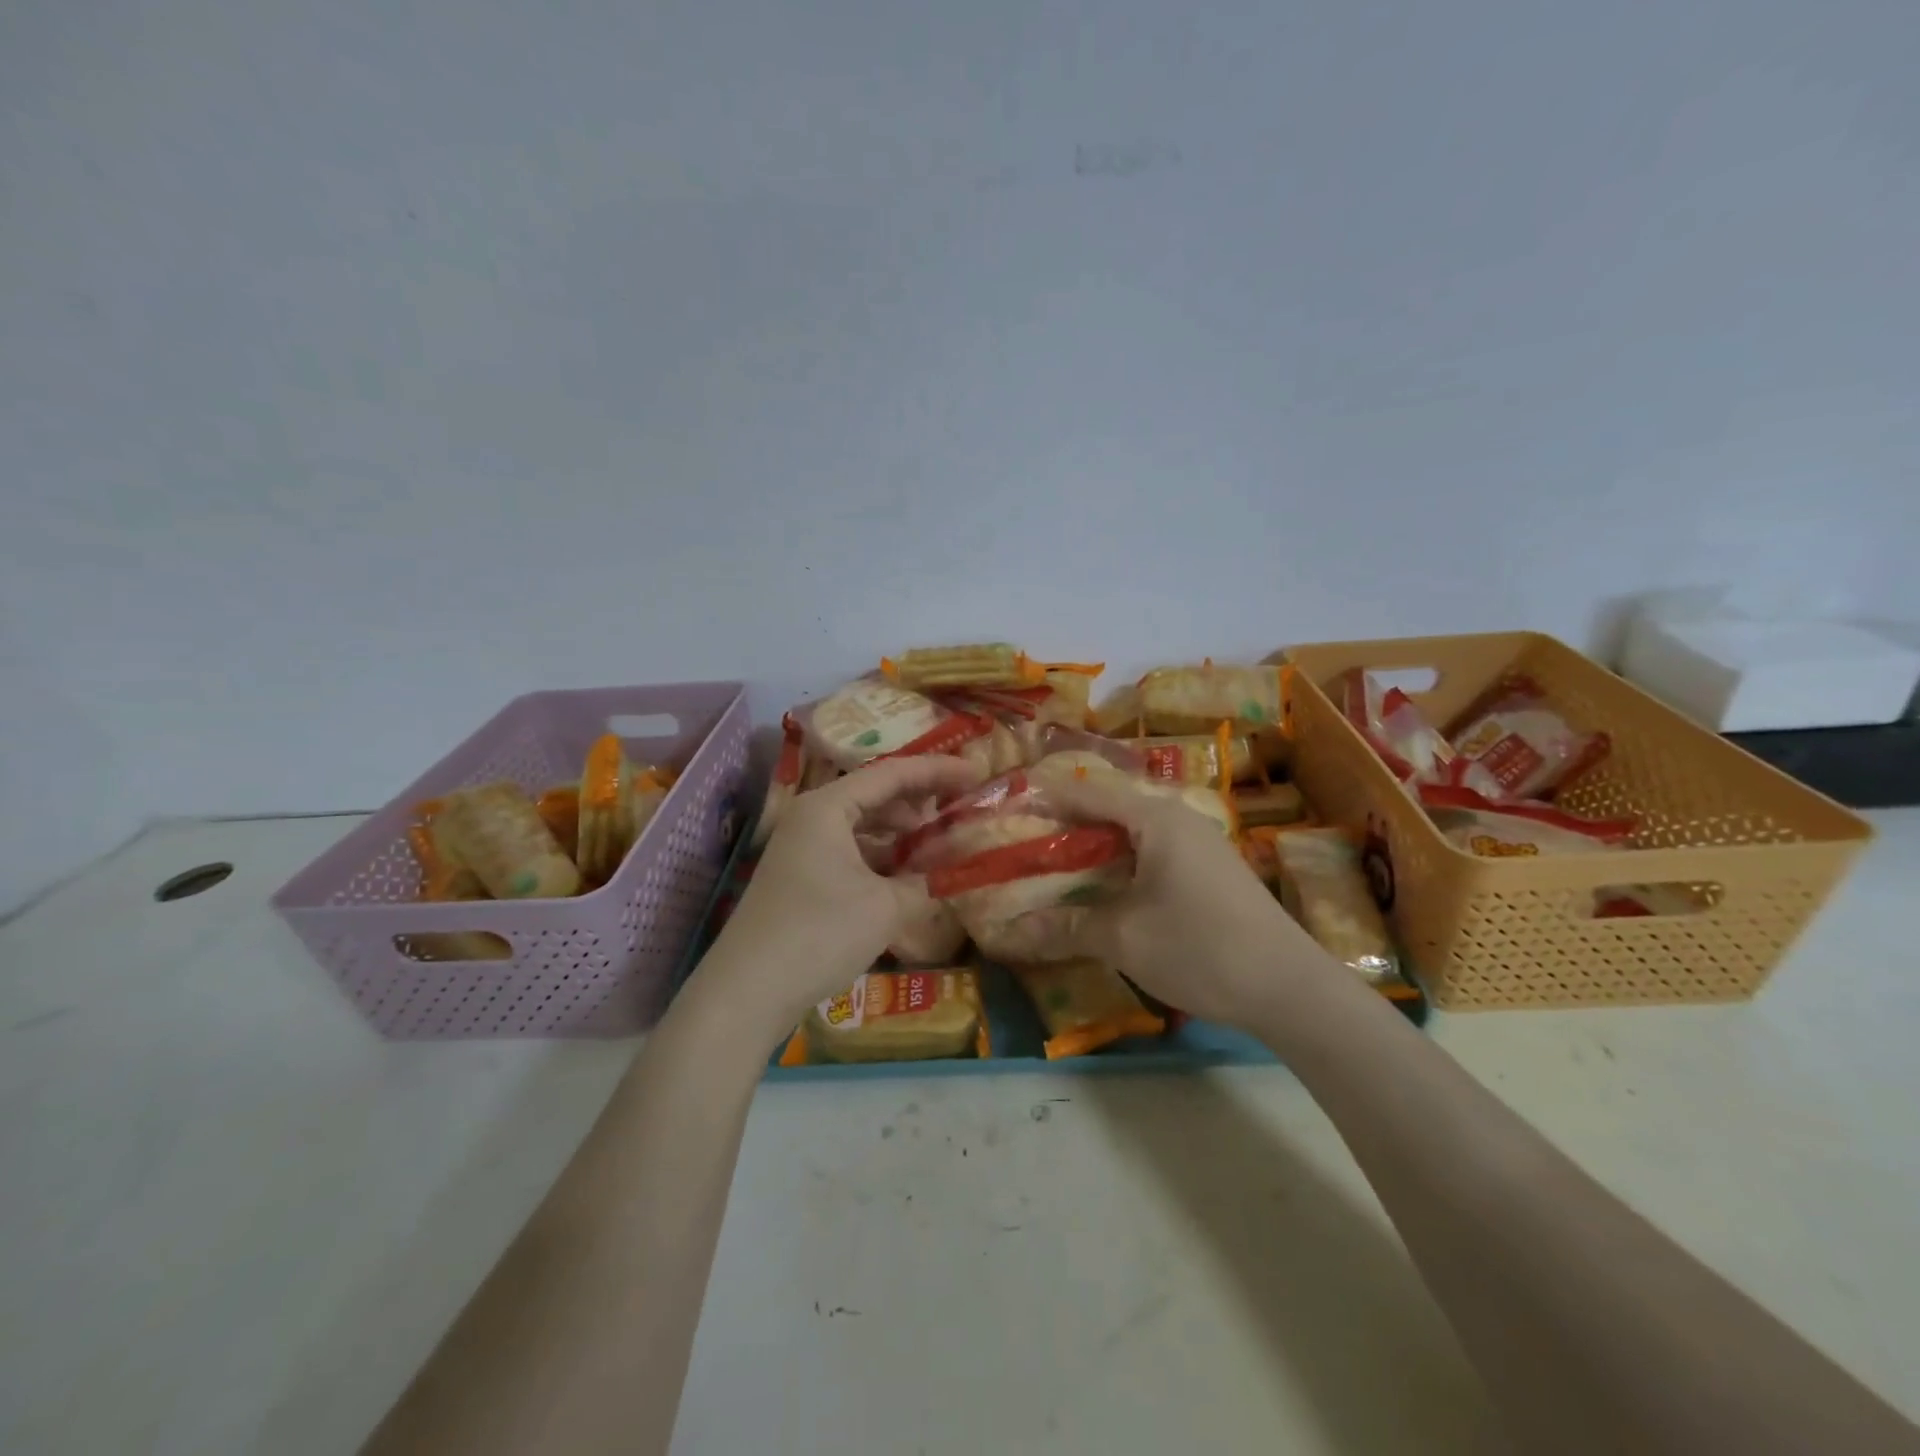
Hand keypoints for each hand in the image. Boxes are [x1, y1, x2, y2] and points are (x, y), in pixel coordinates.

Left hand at [693, 755, 982, 1041]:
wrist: (747, 992)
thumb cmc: (819, 934)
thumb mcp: (885, 907)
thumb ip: (926, 880)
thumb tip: (954, 869)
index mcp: (828, 807)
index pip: (892, 773)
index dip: (938, 771)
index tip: (977, 774)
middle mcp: (812, 817)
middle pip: (875, 795)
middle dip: (920, 803)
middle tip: (961, 811)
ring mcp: (802, 848)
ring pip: (863, 827)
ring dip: (902, 835)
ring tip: (940, 847)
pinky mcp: (801, 878)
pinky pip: (851, 853)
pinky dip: (882, 859)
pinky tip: (907, 878)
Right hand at [1037, 767, 1328, 1026]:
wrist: (1289, 988)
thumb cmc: (1200, 948)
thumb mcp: (1123, 938)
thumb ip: (1065, 927)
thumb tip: (1010, 935)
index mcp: (1155, 818)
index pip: (1087, 793)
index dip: (1046, 800)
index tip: (1009, 812)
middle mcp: (1178, 819)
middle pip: (1110, 810)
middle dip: (1066, 828)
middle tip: (1025, 847)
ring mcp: (1200, 845)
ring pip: (1133, 834)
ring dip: (1095, 850)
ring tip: (1056, 870)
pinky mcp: (1211, 871)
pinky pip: (1153, 854)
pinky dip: (1122, 866)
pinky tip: (1106, 893)